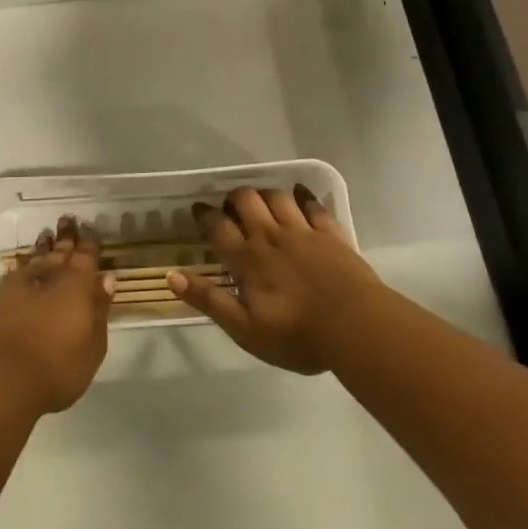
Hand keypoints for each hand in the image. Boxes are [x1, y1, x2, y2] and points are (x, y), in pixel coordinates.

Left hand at [0, 216, 115, 414]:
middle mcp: (47, 277)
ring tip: (46, 235)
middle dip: (66, 236)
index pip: (86, 256)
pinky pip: (15, 275)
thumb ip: (99, 309)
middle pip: (59, 251)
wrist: (0, 379)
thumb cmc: (58, 367)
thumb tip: (105, 279)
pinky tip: (21, 268)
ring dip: (42, 248)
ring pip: (35, 259)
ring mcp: (18, 286)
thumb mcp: (93, 346)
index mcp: (76, 284)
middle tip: (67, 219)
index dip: (89, 242)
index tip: (90, 227)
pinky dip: (22, 269)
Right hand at [168, 185, 378, 373]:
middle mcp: (270, 235)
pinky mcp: (330, 233)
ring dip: (264, 193)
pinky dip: (303, 195)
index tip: (198, 211)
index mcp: (247, 258)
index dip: (204, 215)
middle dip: (233, 198)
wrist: (356, 327)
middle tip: (230, 208)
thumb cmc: (297, 335)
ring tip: (260, 201)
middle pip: (245, 199)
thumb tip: (172, 276)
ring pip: (276, 196)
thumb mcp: (244, 329)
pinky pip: (313, 204)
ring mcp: (303, 231)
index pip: (218, 226)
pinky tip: (300, 193)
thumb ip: (209, 300)